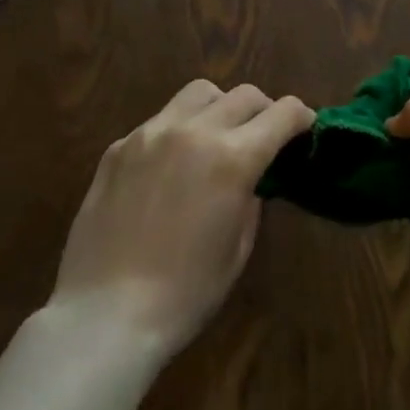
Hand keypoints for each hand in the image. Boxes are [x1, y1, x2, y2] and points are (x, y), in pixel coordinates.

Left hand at [50, 80, 312, 359]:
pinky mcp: (118, 148)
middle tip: (263, 136)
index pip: (283, 113)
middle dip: (264, 110)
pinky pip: (159, 121)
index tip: (305, 128)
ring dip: (219, 108)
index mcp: (233, 158)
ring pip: (199, 93)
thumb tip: (250, 178)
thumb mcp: (238, 248)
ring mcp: (151, 134)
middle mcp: (194, 132)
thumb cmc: (185, 294)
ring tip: (215, 137)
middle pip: (244, 94)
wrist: (104, 316)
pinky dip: (177, 131)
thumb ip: (251, 199)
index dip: (301, 117)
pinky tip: (169, 168)